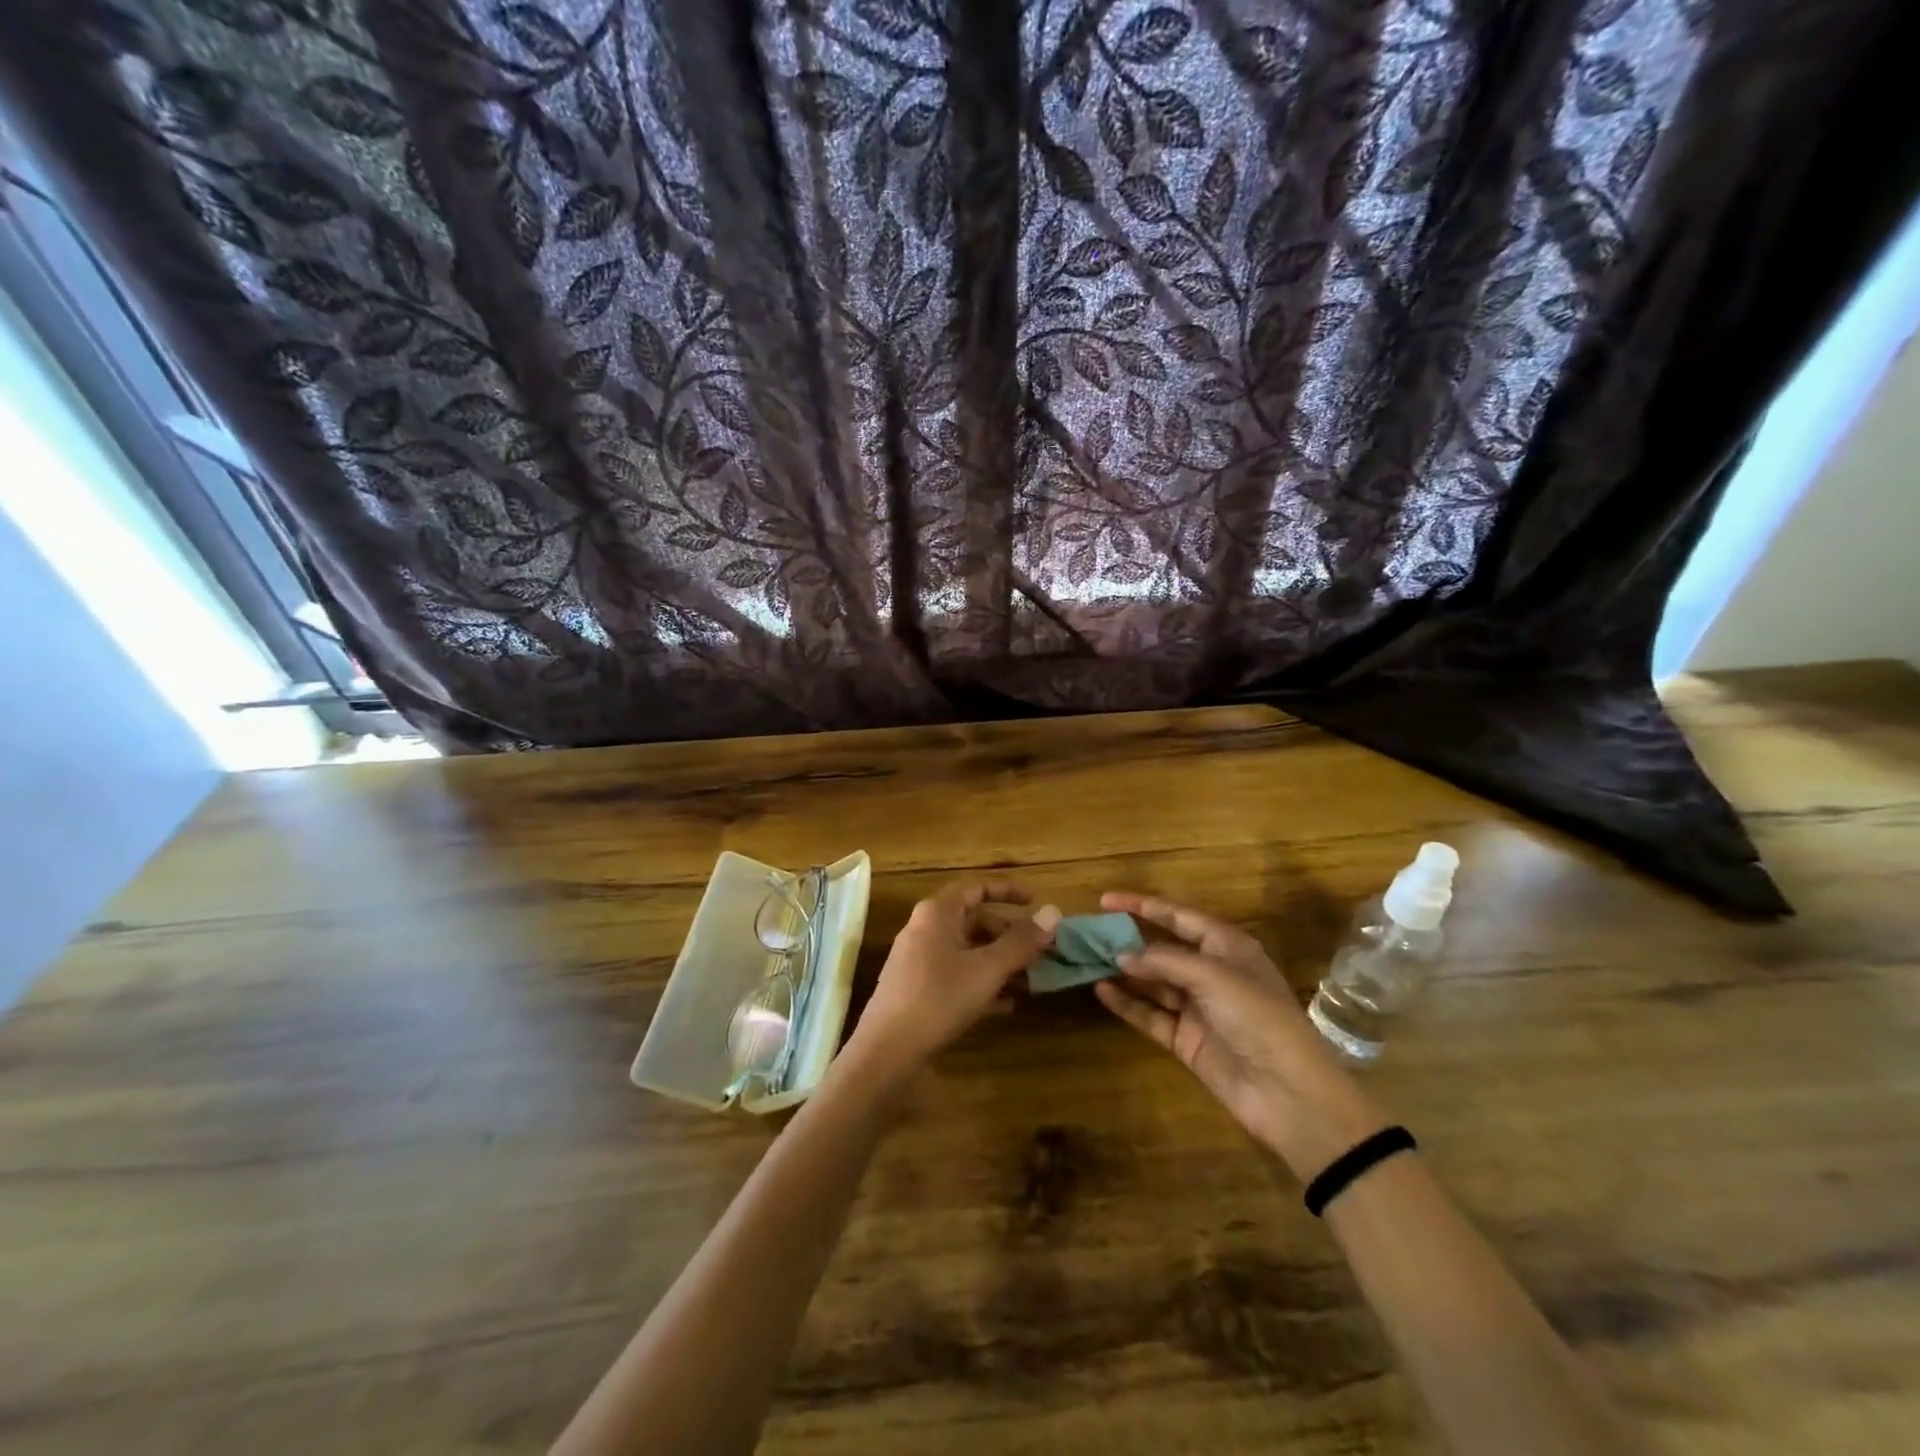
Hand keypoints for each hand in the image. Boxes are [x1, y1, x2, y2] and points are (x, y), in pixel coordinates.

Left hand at [843, 880, 1052, 1081]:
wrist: (887, 1052)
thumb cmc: (939, 998)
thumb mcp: (988, 969)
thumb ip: (1021, 941)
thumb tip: (1053, 912)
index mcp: (937, 913)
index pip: (976, 888)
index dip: (1007, 891)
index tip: (1036, 901)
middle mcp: (925, 930)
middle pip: (974, 922)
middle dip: (1010, 935)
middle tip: (1041, 951)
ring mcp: (919, 962)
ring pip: (968, 952)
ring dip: (1000, 963)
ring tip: (1032, 980)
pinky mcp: (919, 992)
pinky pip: (958, 977)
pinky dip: (983, 984)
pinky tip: (1008, 1005)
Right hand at [1095, 893, 1387, 1181]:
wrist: (1290, 1094)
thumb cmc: (1259, 1019)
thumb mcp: (1214, 978)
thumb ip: (1165, 961)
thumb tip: (1121, 955)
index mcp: (1227, 947)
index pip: (1179, 916)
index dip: (1143, 905)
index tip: (1106, 899)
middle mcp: (1211, 972)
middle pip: (1162, 947)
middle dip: (1128, 938)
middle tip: (1089, 932)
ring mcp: (1197, 1007)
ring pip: (1152, 981)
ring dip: (1124, 971)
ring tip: (1086, 959)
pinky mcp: (1186, 1039)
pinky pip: (1150, 1014)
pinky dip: (1127, 1003)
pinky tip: (1101, 991)